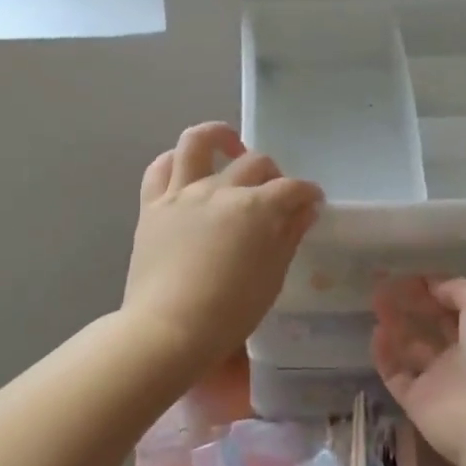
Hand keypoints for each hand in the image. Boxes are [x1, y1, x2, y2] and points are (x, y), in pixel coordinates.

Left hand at [123, 123, 322, 373]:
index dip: (308, 193)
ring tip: (230, 146)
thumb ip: (289, 236)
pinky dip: (175, 160)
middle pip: (255, 163)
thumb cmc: (230, 312)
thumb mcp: (272, 278)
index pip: (293, 189)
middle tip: (276, 194)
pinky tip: (186, 167)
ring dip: (219, 136)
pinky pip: (160, 168)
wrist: (169, 329)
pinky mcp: (152, 205)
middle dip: (274, 174)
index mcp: (257, 208)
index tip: (312, 202)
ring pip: (198, 142)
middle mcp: (221, 190)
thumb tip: (304, 210)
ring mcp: (183, 193)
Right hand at [371, 276, 465, 465]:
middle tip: (386, 285)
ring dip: (396, 326)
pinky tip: (376, 332)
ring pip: (412, 349)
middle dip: (412, 306)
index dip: (437, 291)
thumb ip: (459, 290)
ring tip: (376, 303)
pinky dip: (385, 355)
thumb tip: (433, 285)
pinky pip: (396, 374)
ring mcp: (439, 381)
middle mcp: (464, 358)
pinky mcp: (416, 402)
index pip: (459, 308)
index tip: (411, 275)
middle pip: (433, 327)